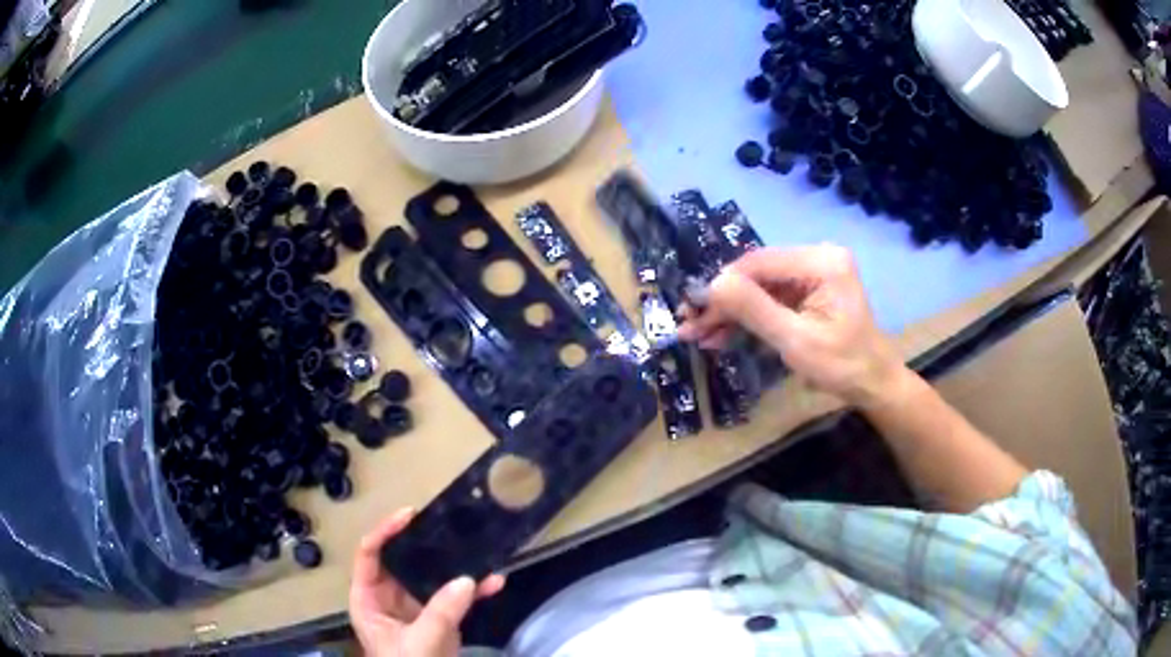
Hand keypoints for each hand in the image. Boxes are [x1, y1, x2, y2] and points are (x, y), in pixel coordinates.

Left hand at [349, 508, 505, 656]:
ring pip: (431, 578)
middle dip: (425, 544)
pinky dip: (475, 592)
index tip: (410, 515)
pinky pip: (455, 599)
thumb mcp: (419, 642)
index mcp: (368, 599)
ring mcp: (415, 609)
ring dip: (455, 567)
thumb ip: (441, 612)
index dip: (385, 531)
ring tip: (475, 548)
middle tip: (446, 525)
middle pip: (402, 560)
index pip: (369, 554)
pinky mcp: (438, 620)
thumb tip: (468, 578)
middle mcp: (389, 598)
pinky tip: (496, 582)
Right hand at [677, 244, 906, 407]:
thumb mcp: (796, 341)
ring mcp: (812, 273)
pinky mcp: (808, 290)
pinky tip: (721, 334)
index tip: (692, 310)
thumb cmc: (842, 366)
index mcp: (821, 262)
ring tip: (699, 335)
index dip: (722, 286)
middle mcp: (816, 257)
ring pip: (758, 287)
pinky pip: (769, 298)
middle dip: (723, 302)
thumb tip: (711, 285)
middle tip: (690, 326)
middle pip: (756, 274)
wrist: (872, 384)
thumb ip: (754, 310)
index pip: (759, 264)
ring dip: (730, 312)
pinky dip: (747, 317)